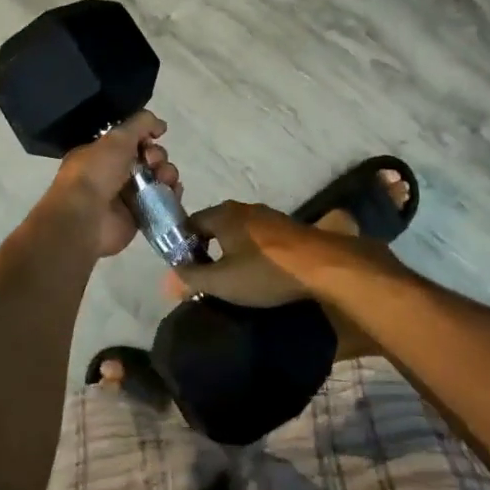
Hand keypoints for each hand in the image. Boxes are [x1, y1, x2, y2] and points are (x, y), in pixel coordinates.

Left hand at [22, 112, 178, 262]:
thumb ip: (141, 123)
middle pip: (147, 159)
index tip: (152, 138)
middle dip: (157, 156)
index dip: (145, 138)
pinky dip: (170, 195)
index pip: (131, 141)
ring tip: (165, 178)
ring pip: (156, 179)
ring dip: (166, 174)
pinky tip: (174, 191)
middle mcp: (112, 174)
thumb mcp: (117, 137)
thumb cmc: (96, 172)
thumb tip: (161, 125)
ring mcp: (125, 197)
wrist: (86, 218)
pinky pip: (160, 202)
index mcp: (101, 154)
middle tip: (154, 162)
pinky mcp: (138, 217)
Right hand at [179, 200, 343, 306]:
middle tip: (207, 278)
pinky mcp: (287, 228)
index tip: (185, 272)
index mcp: (223, 214)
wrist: (322, 266)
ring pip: (239, 232)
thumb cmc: (265, 271)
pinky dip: (253, 252)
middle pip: (215, 226)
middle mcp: (243, 208)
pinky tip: (259, 273)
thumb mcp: (222, 281)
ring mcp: (268, 216)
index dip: (183, 246)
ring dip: (232, 251)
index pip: (190, 224)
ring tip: (233, 279)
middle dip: (207, 249)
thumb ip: (191, 278)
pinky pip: (259, 238)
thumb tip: (167, 279)